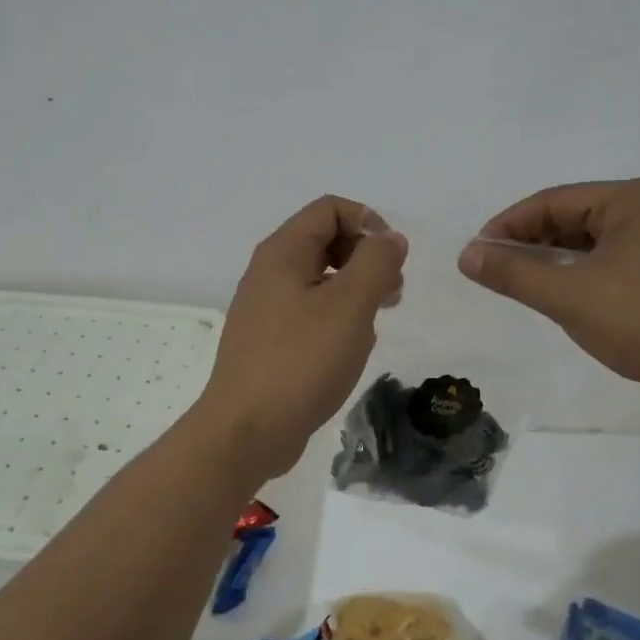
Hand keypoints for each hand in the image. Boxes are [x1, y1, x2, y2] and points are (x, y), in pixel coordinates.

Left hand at [196, 195, 407, 480]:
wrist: (246, 431)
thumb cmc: (301, 362)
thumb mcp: (349, 306)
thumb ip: (375, 263)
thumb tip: (389, 238)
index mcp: (282, 253)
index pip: (329, 209)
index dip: (368, 223)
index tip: (392, 260)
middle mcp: (269, 272)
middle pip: (325, 240)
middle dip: (365, 258)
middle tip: (391, 293)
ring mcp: (266, 308)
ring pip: (320, 279)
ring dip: (355, 291)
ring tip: (375, 322)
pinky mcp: (269, 340)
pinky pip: (310, 312)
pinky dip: (337, 318)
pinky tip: (350, 348)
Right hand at [458, 179, 639, 412]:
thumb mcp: (569, 296)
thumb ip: (513, 273)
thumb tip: (466, 255)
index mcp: (628, 199)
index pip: (549, 201)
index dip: (506, 226)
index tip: (475, 254)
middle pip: (568, 217)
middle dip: (528, 243)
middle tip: (493, 271)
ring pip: (587, 241)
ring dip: (551, 260)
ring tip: (519, 284)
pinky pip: (606, 260)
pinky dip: (577, 273)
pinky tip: (558, 295)